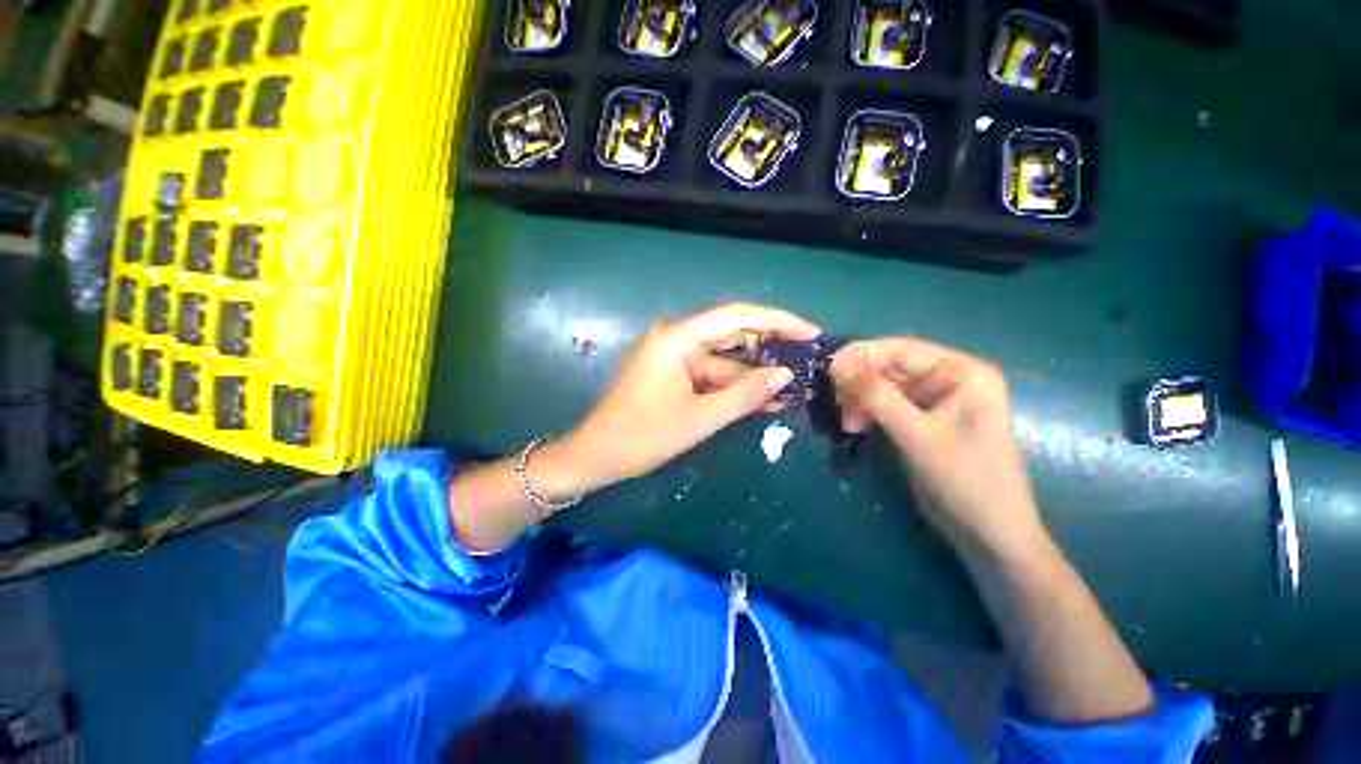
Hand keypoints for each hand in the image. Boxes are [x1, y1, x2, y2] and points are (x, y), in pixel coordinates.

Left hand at [540, 304, 819, 498]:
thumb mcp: (700, 418)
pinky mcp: (675, 373)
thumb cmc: (642, 436)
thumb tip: (786, 375)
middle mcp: (677, 337)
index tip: (810, 332)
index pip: (736, 316)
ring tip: (795, 385)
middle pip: (733, 333)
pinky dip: (736, 385)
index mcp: (677, 337)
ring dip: (755, 373)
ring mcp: (675, 355)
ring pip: (725, 358)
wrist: (597, 456)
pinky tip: (765, 397)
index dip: (777, 321)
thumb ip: (745, 394)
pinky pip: (713, 373)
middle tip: (809, 359)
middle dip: (770, 348)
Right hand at [830, 337, 1048, 562]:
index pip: (903, 349)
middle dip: (860, 382)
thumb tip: (839, 367)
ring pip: (885, 385)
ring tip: (847, 422)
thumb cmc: (965, 481)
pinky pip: (887, 403)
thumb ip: (879, 398)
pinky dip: (868, 411)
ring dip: (861, 399)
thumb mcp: (918, 437)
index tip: (829, 369)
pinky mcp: (924, 417)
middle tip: (835, 401)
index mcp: (963, 372)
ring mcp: (937, 398)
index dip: (862, 355)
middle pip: (892, 366)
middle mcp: (951, 377)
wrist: (989, 533)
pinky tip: (855, 425)